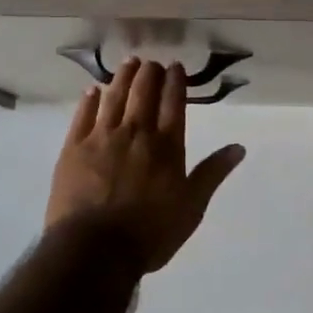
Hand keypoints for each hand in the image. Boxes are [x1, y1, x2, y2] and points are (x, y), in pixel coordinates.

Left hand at [46, 59, 245, 274]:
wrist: (95, 249)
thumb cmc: (150, 233)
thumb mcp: (191, 207)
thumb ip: (212, 173)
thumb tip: (239, 147)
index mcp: (166, 146)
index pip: (173, 103)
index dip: (175, 81)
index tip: (175, 66)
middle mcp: (136, 133)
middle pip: (143, 93)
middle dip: (149, 73)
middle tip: (151, 63)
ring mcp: (102, 138)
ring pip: (114, 97)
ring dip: (122, 77)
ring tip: (129, 63)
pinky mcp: (73, 148)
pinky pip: (83, 116)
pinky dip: (90, 100)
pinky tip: (93, 91)